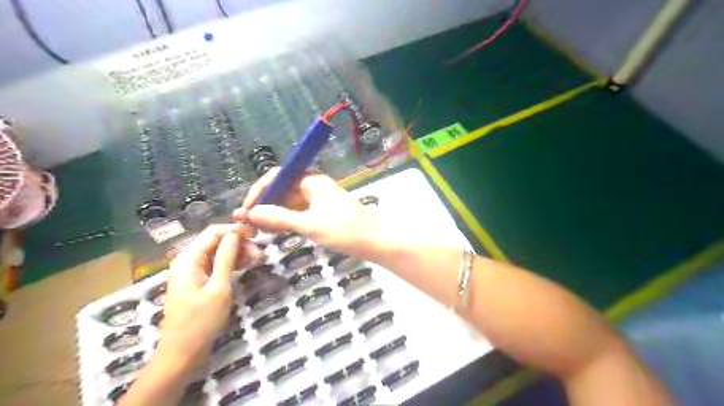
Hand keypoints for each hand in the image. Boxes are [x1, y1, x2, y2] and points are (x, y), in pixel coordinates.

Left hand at [157, 224, 250, 365]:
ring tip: (258, 261)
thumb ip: (226, 259)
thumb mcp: (218, 288)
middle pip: (216, 241)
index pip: (213, 232)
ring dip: (238, 253)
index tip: (257, 235)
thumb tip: (235, 234)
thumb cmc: (200, 322)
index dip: (235, 230)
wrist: (182, 354)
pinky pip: (217, 265)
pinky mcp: (198, 281)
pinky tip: (247, 266)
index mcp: (188, 259)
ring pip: (218, 253)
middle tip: (260, 255)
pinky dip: (232, 263)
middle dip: (239, 243)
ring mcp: (192, 271)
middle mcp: (188, 261)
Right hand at [235, 168, 386, 260]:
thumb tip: (252, 212)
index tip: (246, 209)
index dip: (259, 191)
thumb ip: (280, 217)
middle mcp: (313, 186)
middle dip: (264, 205)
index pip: (278, 177)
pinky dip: (287, 220)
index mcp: (311, 181)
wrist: (377, 240)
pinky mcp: (323, 213)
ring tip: (258, 230)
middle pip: (282, 190)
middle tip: (248, 224)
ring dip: (274, 214)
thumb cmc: (346, 230)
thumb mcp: (310, 224)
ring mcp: (319, 200)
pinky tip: (277, 231)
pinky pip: (299, 213)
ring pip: (290, 203)